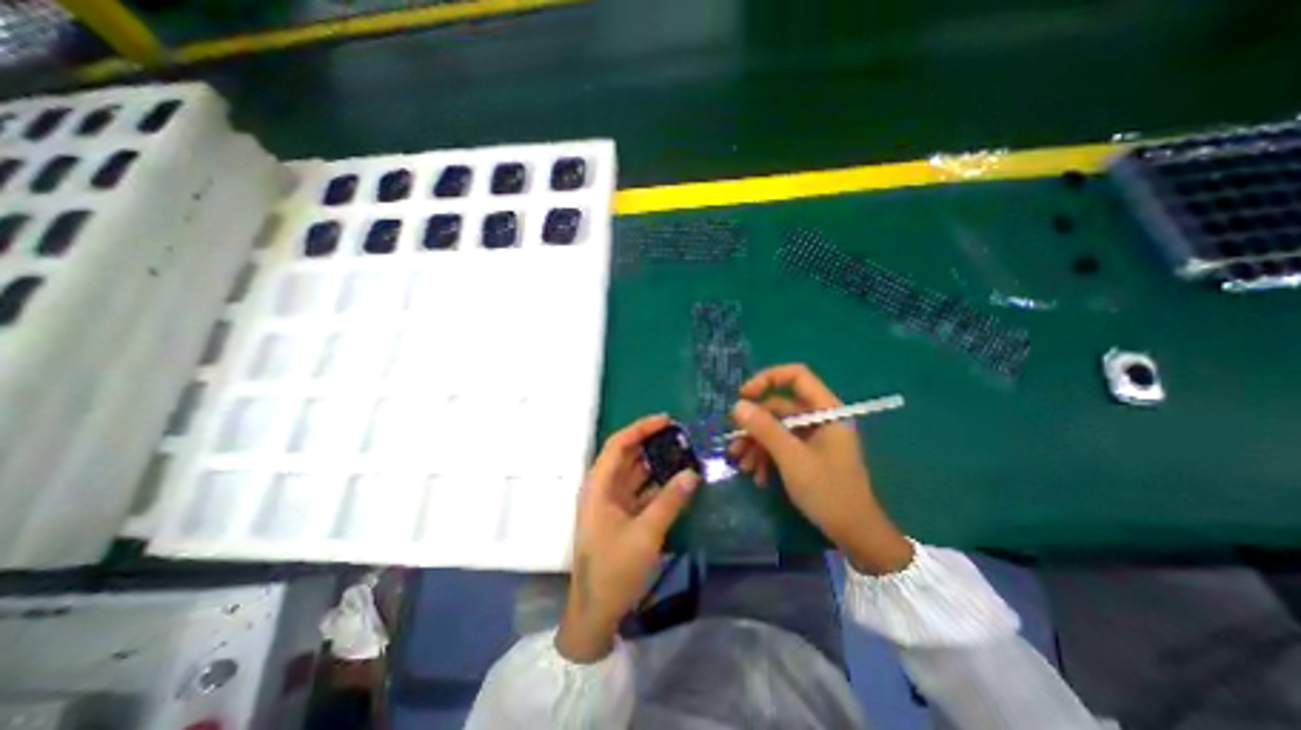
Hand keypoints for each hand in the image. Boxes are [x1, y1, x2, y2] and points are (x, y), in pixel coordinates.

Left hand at [560, 418, 702, 661]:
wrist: (595, 613)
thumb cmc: (614, 570)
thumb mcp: (645, 534)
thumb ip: (670, 501)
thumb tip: (693, 473)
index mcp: (598, 486)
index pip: (618, 444)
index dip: (641, 428)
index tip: (667, 420)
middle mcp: (602, 488)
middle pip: (627, 455)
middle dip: (651, 443)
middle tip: (680, 435)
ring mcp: (612, 503)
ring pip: (635, 473)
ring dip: (656, 463)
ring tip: (683, 452)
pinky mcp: (622, 516)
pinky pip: (641, 491)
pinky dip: (657, 484)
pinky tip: (677, 480)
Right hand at [731, 364, 912, 576]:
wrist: (855, 535)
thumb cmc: (828, 492)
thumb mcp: (791, 458)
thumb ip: (764, 429)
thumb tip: (737, 406)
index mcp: (826, 410)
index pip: (796, 376)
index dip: (767, 379)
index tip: (742, 395)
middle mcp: (820, 418)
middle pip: (780, 407)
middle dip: (754, 425)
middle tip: (734, 443)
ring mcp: (814, 437)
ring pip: (777, 428)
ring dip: (757, 445)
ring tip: (742, 466)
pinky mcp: (808, 453)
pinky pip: (782, 445)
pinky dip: (767, 457)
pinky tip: (757, 477)